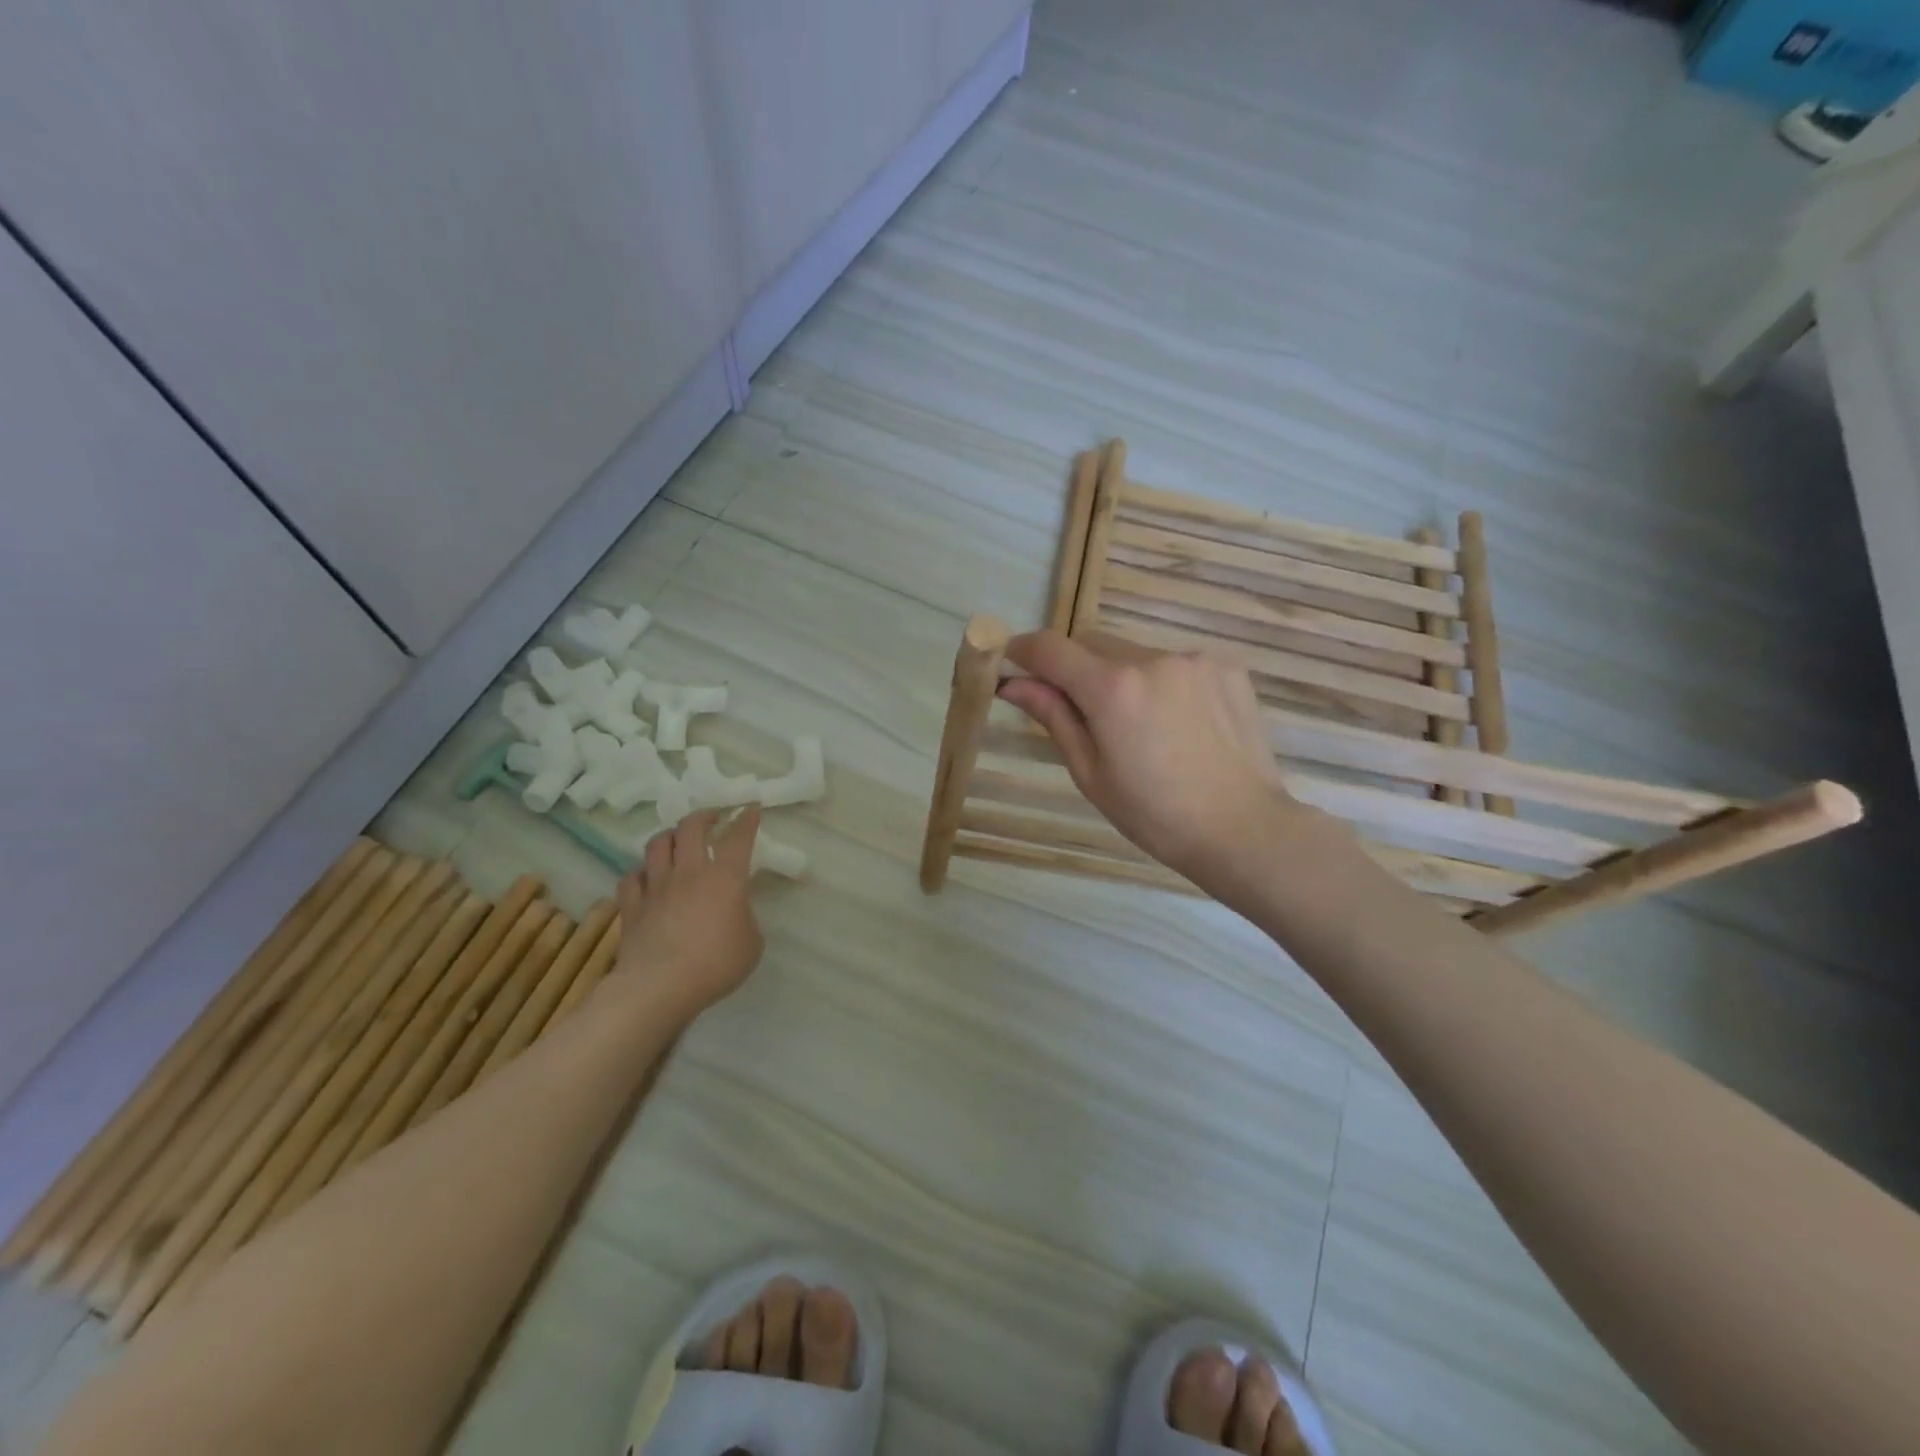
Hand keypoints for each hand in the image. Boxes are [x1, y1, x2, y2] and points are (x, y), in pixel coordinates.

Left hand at [613, 808, 764, 1018]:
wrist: (660, 987)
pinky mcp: (632, 906)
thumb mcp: (752, 943)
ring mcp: (656, 887)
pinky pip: (631, 878)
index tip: (750, 810)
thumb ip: (745, 918)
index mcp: (726, 878)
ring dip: (669, 837)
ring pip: (657, 845)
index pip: (738, 838)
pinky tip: (647, 880)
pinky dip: (641, 875)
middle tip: (712, 819)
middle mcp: (690, 872)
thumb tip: (734, 912)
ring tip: (677, 841)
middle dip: (704, 816)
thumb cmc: (716, 965)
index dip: (746, 821)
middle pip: (691, 828)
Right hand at [997, 631, 1309, 894]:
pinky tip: (1177, 724)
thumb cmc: (1155, 814)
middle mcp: (1152, 658)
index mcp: (1113, 689)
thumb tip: (1013, 682)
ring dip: (1121, 676)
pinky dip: (1161, 682)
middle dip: (1075, 668)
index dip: (1024, 650)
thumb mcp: (1091, 773)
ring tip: (1140, 727)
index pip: (1051, 648)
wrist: (1242, 829)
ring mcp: (1194, 659)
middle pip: (1092, 643)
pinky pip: (1174, 663)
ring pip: (1134, 653)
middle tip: (1080, 712)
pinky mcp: (1226, 667)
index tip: (1012, 661)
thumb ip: (1053, 716)